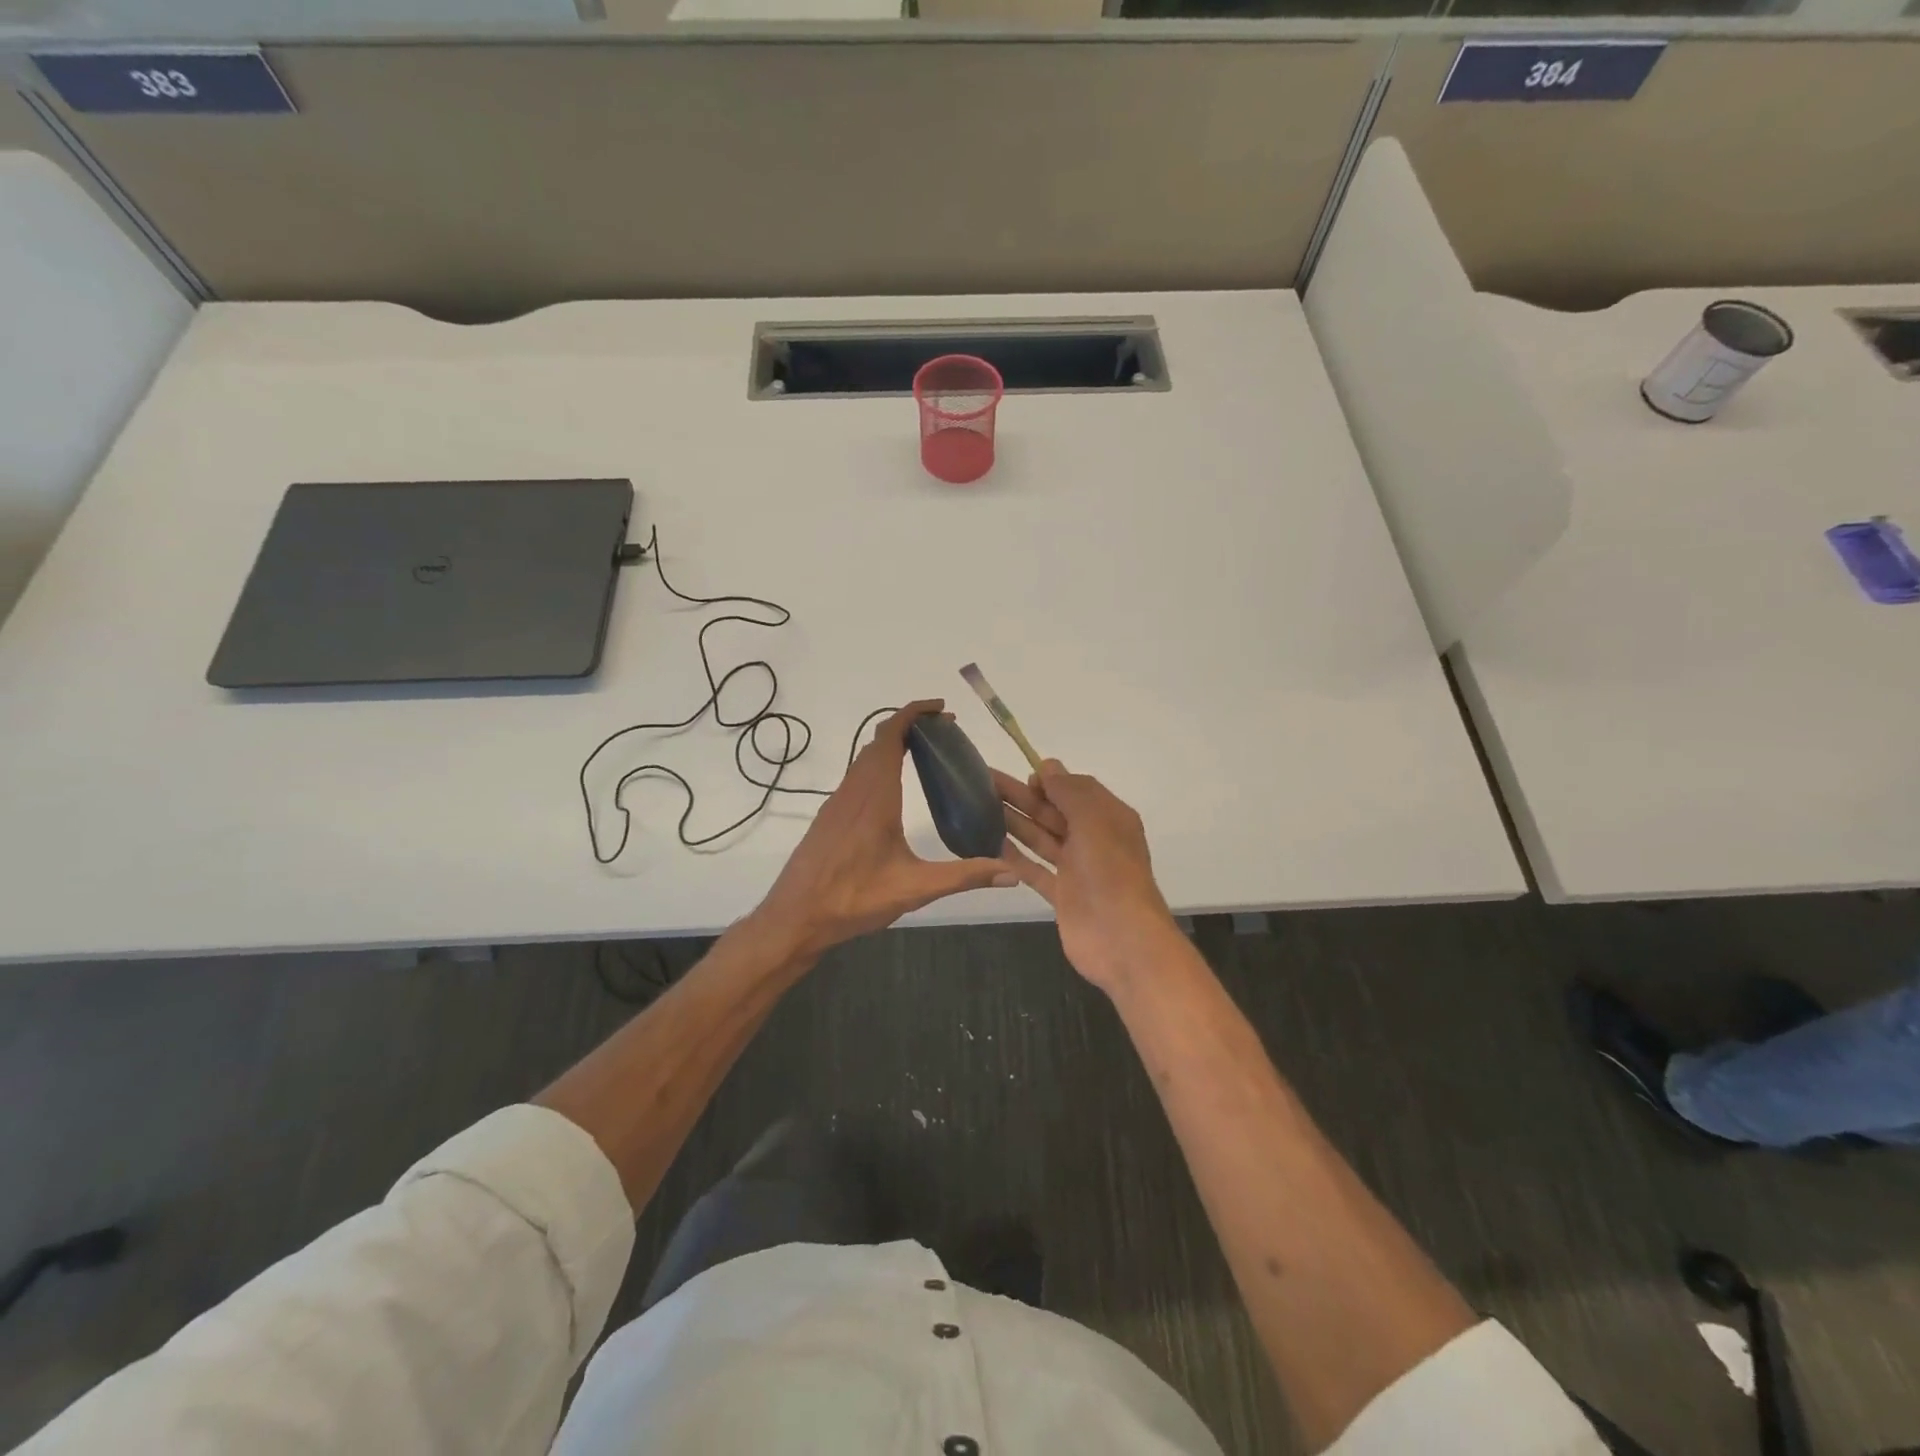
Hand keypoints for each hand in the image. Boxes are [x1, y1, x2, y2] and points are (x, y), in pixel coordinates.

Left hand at [750, 700, 1018, 960]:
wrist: (795, 918)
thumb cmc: (853, 899)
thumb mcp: (914, 888)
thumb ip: (963, 876)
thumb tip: (1012, 873)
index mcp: (875, 796)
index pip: (890, 736)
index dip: (914, 713)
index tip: (942, 709)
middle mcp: (854, 790)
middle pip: (878, 741)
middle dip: (911, 726)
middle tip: (946, 733)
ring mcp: (838, 803)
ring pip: (865, 758)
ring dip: (893, 745)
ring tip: (927, 754)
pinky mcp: (830, 817)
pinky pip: (857, 776)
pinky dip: (880, 765)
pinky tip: (896, 791)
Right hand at [995, 760, 1180, 991]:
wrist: (1122, 939)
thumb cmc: (1110, 871)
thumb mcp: (1093, 820)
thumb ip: (1069, 792)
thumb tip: (1048, 766)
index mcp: (1109, 817)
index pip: (1076, 789)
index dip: (1049, 780)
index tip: (1020, 774)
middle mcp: (1093, 839)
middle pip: (1053, 812)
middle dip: (1022, 796)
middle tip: (983, 783)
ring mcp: (1077, 869)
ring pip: (1041, 838)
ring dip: (1015, 821)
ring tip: (979, 807)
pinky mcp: (1062, 895)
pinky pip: (1035, 869)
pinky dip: (1015, 856)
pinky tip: (991, 843)